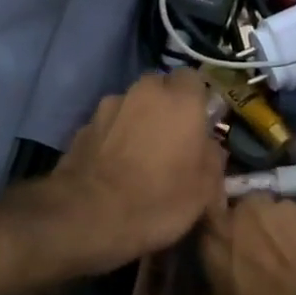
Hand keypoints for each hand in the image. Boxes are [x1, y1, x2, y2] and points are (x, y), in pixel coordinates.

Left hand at [43, 71, 226, 270]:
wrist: (88, 215)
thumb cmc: (158, 200)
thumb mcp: (204, 191)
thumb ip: (213, 159)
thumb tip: (209, 147)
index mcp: (180, 100)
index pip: (194, 79)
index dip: (197, 100)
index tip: (200, 124)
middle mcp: (143, 92)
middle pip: (160, 88)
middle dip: (166, 107)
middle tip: (172, 139)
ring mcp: (108, 107)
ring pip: (131, 105)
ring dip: (138, 121)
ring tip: (140, 156)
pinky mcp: (83, 127)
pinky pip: (108, 126)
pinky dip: (114, 138)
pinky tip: (115, 167)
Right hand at [198, 195, 295, 294]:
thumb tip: (187, 289)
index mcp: (217, 230)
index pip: (206, 218)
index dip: (214, 234)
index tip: (219, 253)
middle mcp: (251, 208)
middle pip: (246, 211)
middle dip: (250, 230)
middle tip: (258, 260)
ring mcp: (292, 209)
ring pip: (280, 216)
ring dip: (282, 233)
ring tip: (294, 264)